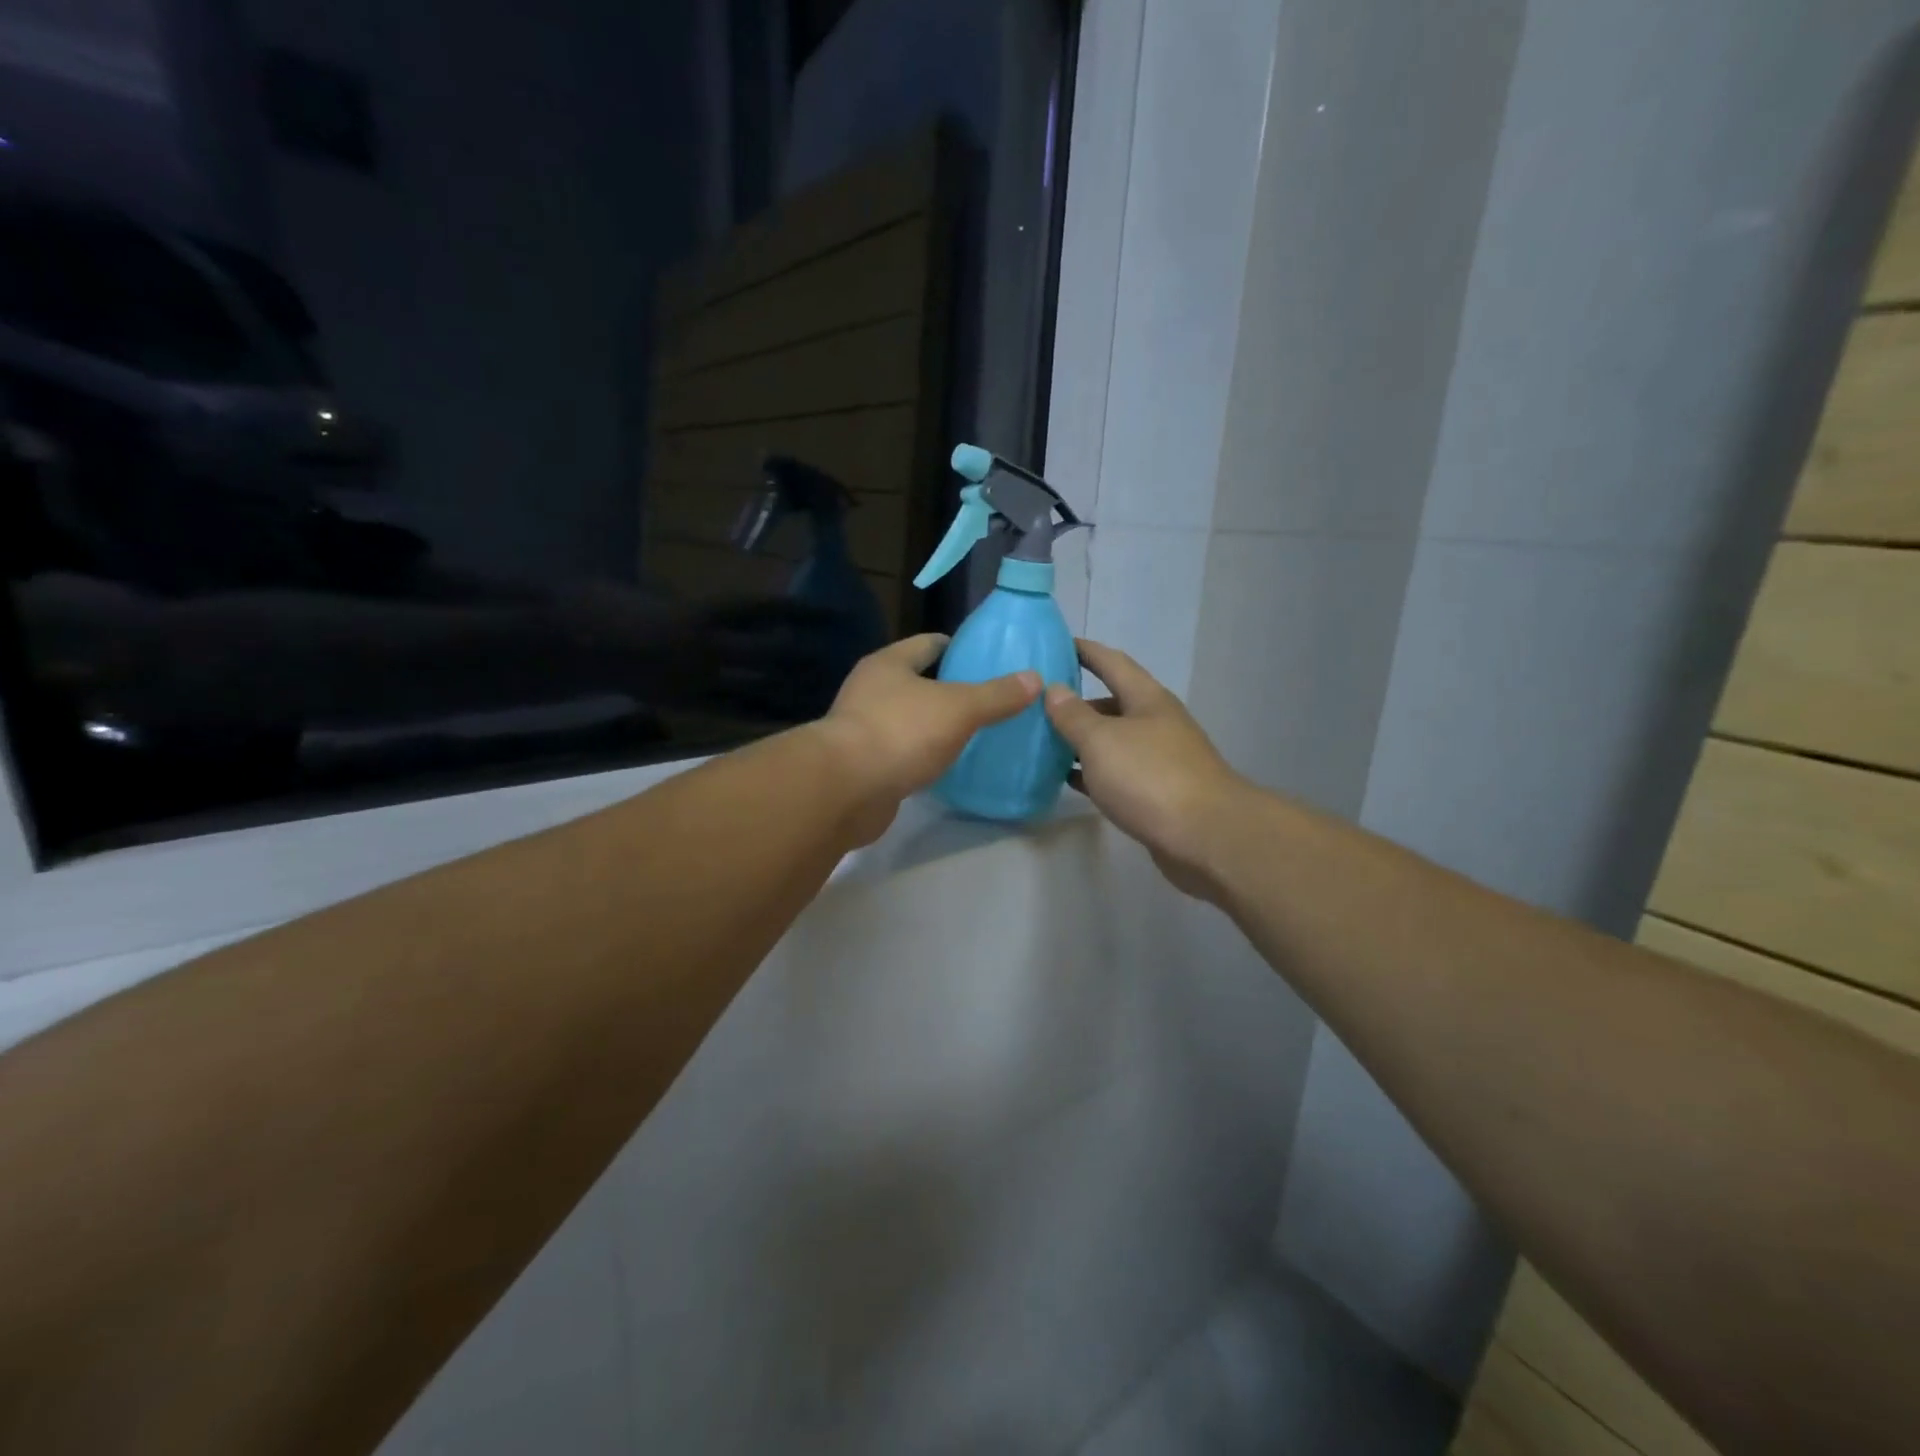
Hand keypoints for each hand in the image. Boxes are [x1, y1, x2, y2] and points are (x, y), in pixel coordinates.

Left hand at [819, 634, 1041, 842]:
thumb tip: (1034, 678)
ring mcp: (863, 729)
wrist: (846, 790)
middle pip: (917, 681)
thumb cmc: (901, 733)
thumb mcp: (959, 708)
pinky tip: (947, 765)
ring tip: (974, 732)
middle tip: (990, 699)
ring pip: (908, 719)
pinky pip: (901, 752)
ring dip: (935, 725)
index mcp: (888, 664)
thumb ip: (996, 695)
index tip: (988, 659)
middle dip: (950, 689)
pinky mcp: (863, 765)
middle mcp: (870, 690)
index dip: (958, 647)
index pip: (928, 643)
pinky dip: (922, 756)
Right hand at [1044, 638, 1243, 896]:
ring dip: (1083, 740)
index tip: (1056, 644)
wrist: (1206, 837)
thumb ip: (1074, 715)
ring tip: (1045, 742)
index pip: (1112, 662)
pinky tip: (1069, 779)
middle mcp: (1157, 723)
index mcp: (1147, 700)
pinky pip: (1118, 773)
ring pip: (1114, 741)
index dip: (1085, 651)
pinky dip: (1093, 772)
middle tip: (1039, 705)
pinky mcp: (1159, 793)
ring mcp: (1161, 759)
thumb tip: (1055, 689)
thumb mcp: (1101, 741)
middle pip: (1113, 703)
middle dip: (1078, 702)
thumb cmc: (1150, 777)